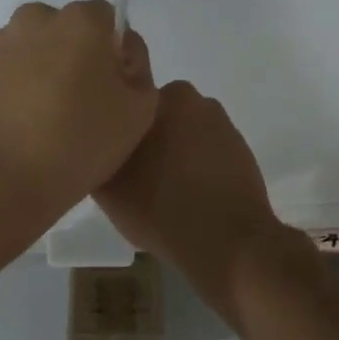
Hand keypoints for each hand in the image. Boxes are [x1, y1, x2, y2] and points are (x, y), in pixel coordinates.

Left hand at [0, 0, 156, 242]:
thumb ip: (138, 67)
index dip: (113, 51)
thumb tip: (119, 51)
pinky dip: (19, 90)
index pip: (106, 19)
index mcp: (79, 20)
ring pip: (35, 49)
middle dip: (77, 56)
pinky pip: (9, 73)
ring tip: (50, 121)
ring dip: (45, 71)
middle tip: (83, 105)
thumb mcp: (139, 109)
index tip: (111, 88)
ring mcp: (0, 46)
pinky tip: (24, 128)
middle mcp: (36, 19)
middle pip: (67, 30)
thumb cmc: (78, 142)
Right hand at [95, 81, 294, 307]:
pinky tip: (190, 196)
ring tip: (164, 190)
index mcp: (165, 97)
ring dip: (176, 153)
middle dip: (150, 139)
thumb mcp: (107, 187)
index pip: (132, 104)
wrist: (228, 242)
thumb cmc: (160, 207)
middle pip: (161, 117)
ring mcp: (224, 126)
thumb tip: (96, 146)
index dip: (121, 130)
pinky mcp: (242, 152)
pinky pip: (209, 154)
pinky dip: (198, 168)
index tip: (115, 156)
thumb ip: (99, 154)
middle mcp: (197, 101)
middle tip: (136, 174)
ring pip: (186, 135)